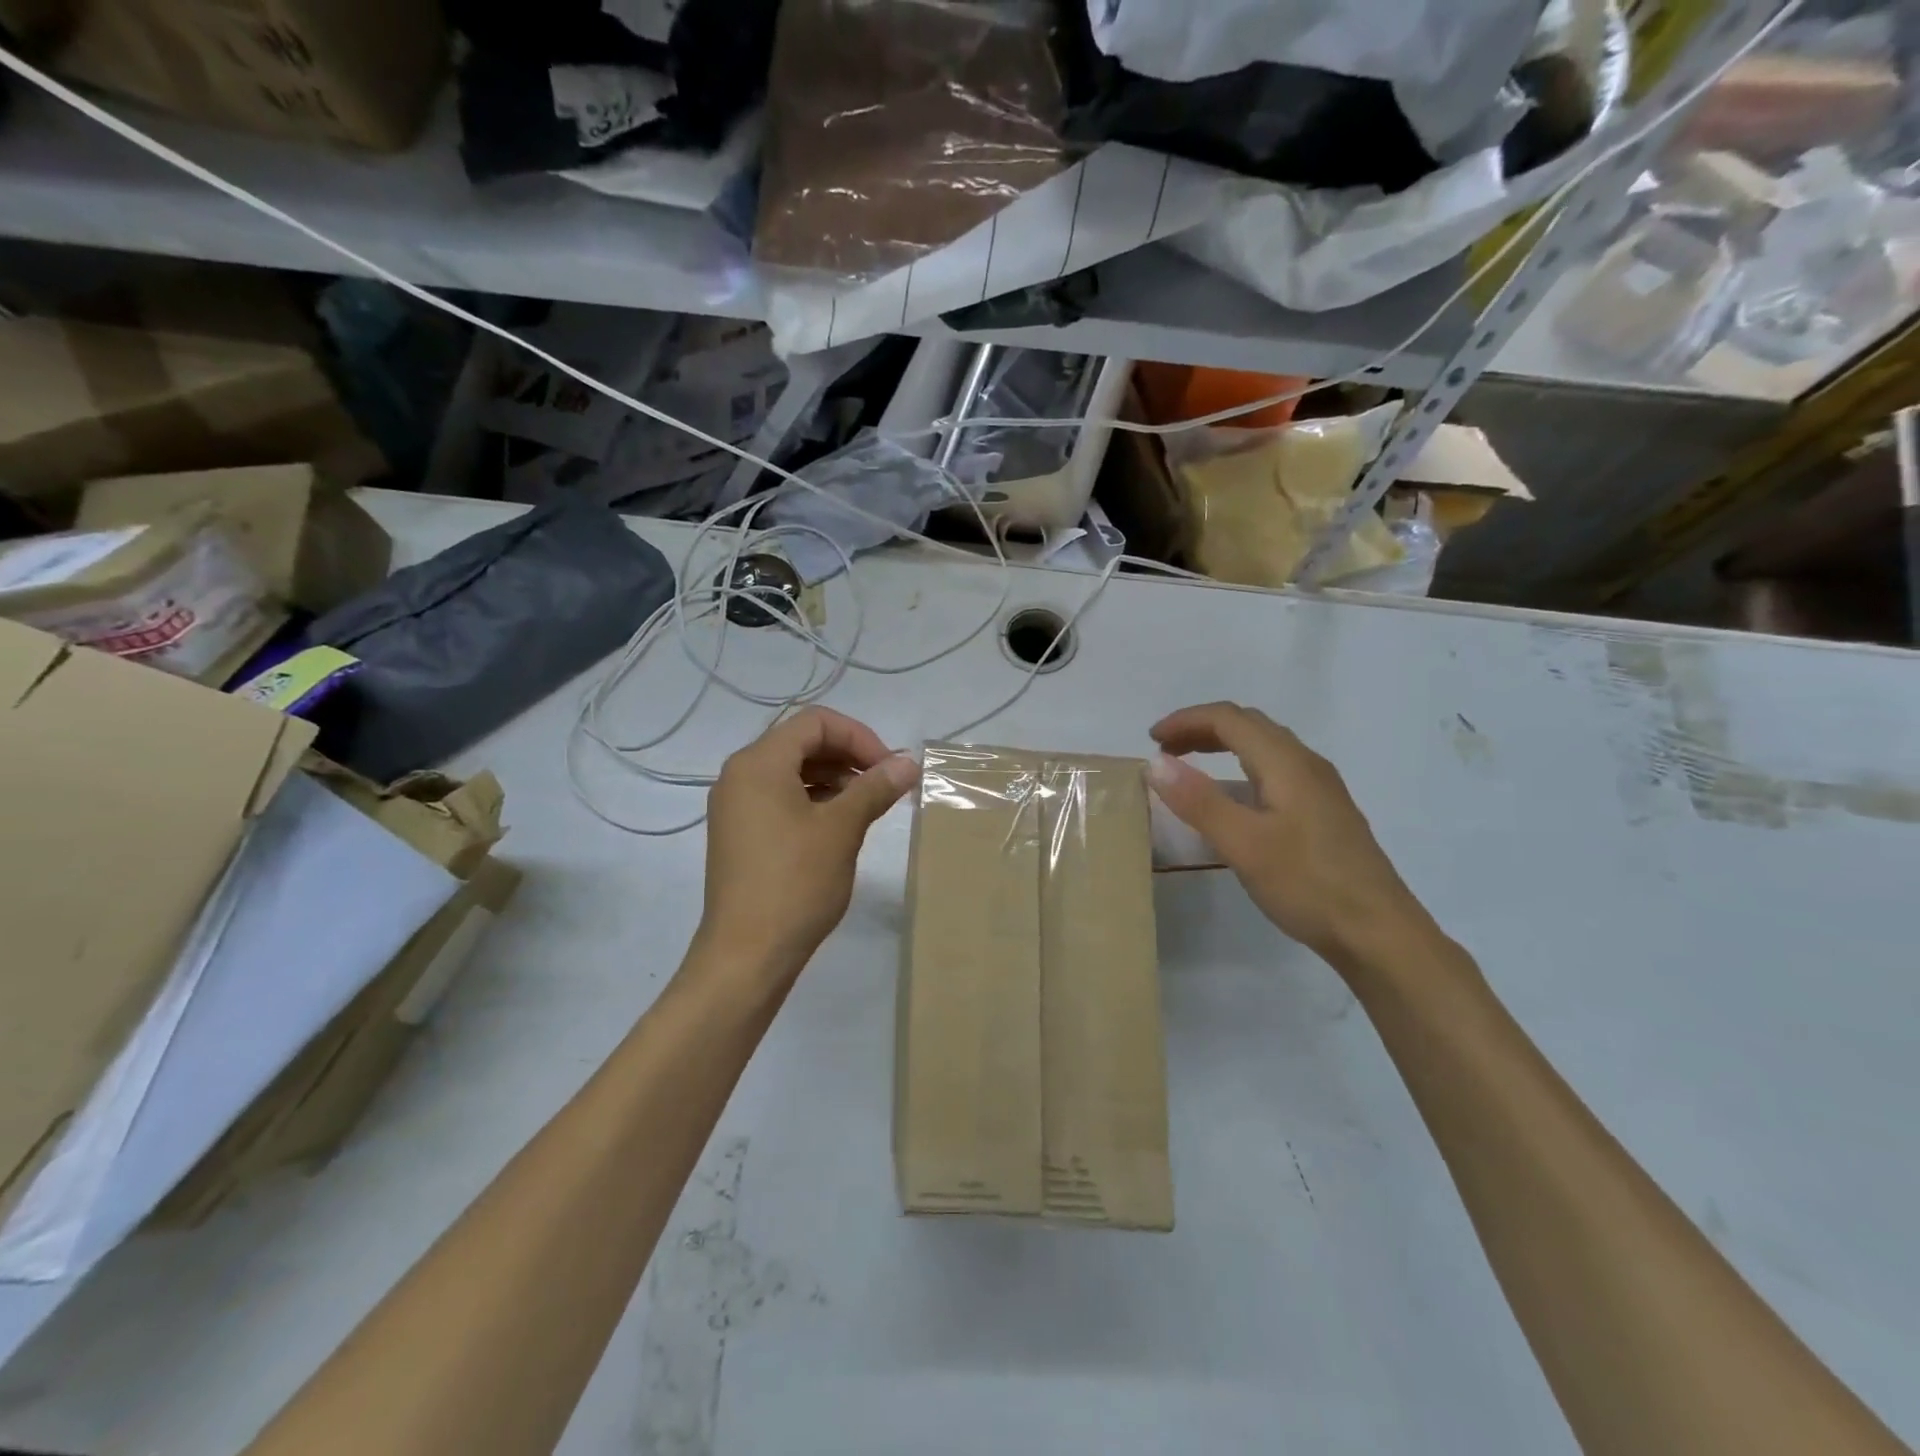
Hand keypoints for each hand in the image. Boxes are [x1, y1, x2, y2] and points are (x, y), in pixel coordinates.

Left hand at [696, 707, 918, 992]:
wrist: (746, 954)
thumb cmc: (795, 883)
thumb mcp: (842, 829)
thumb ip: (875, 788)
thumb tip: (908, 761)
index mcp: (758, 763)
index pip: (816, 723)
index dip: (859, 737)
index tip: (888, 768)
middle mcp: (740, 775)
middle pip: (801, 742)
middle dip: (848, 756)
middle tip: (883, 785)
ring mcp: (735, 806)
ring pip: (791, 771)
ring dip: (834, 778)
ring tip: (866, 805)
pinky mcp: (739, 833)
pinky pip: (779, 797)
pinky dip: (813, 799)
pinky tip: (839, 825)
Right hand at [1147, 702, 1425, 968]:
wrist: (1379, 934)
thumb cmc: (1308, 885)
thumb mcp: (1244, 844)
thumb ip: (1199, 801)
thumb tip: (1155, 763)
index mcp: (1287, 763)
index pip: (1229, 719)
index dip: (1186, 720)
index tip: (1150, 740)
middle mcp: (1306, 765)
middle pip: (1249, 725)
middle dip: (1201, 728)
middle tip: (1164, 751)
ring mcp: (1320, 789)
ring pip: (1264, 747)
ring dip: (1222, 746)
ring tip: (1188, 767)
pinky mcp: (1324, 813)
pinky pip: (1275, 771)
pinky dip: (1240, 769)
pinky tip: (1232, 800)